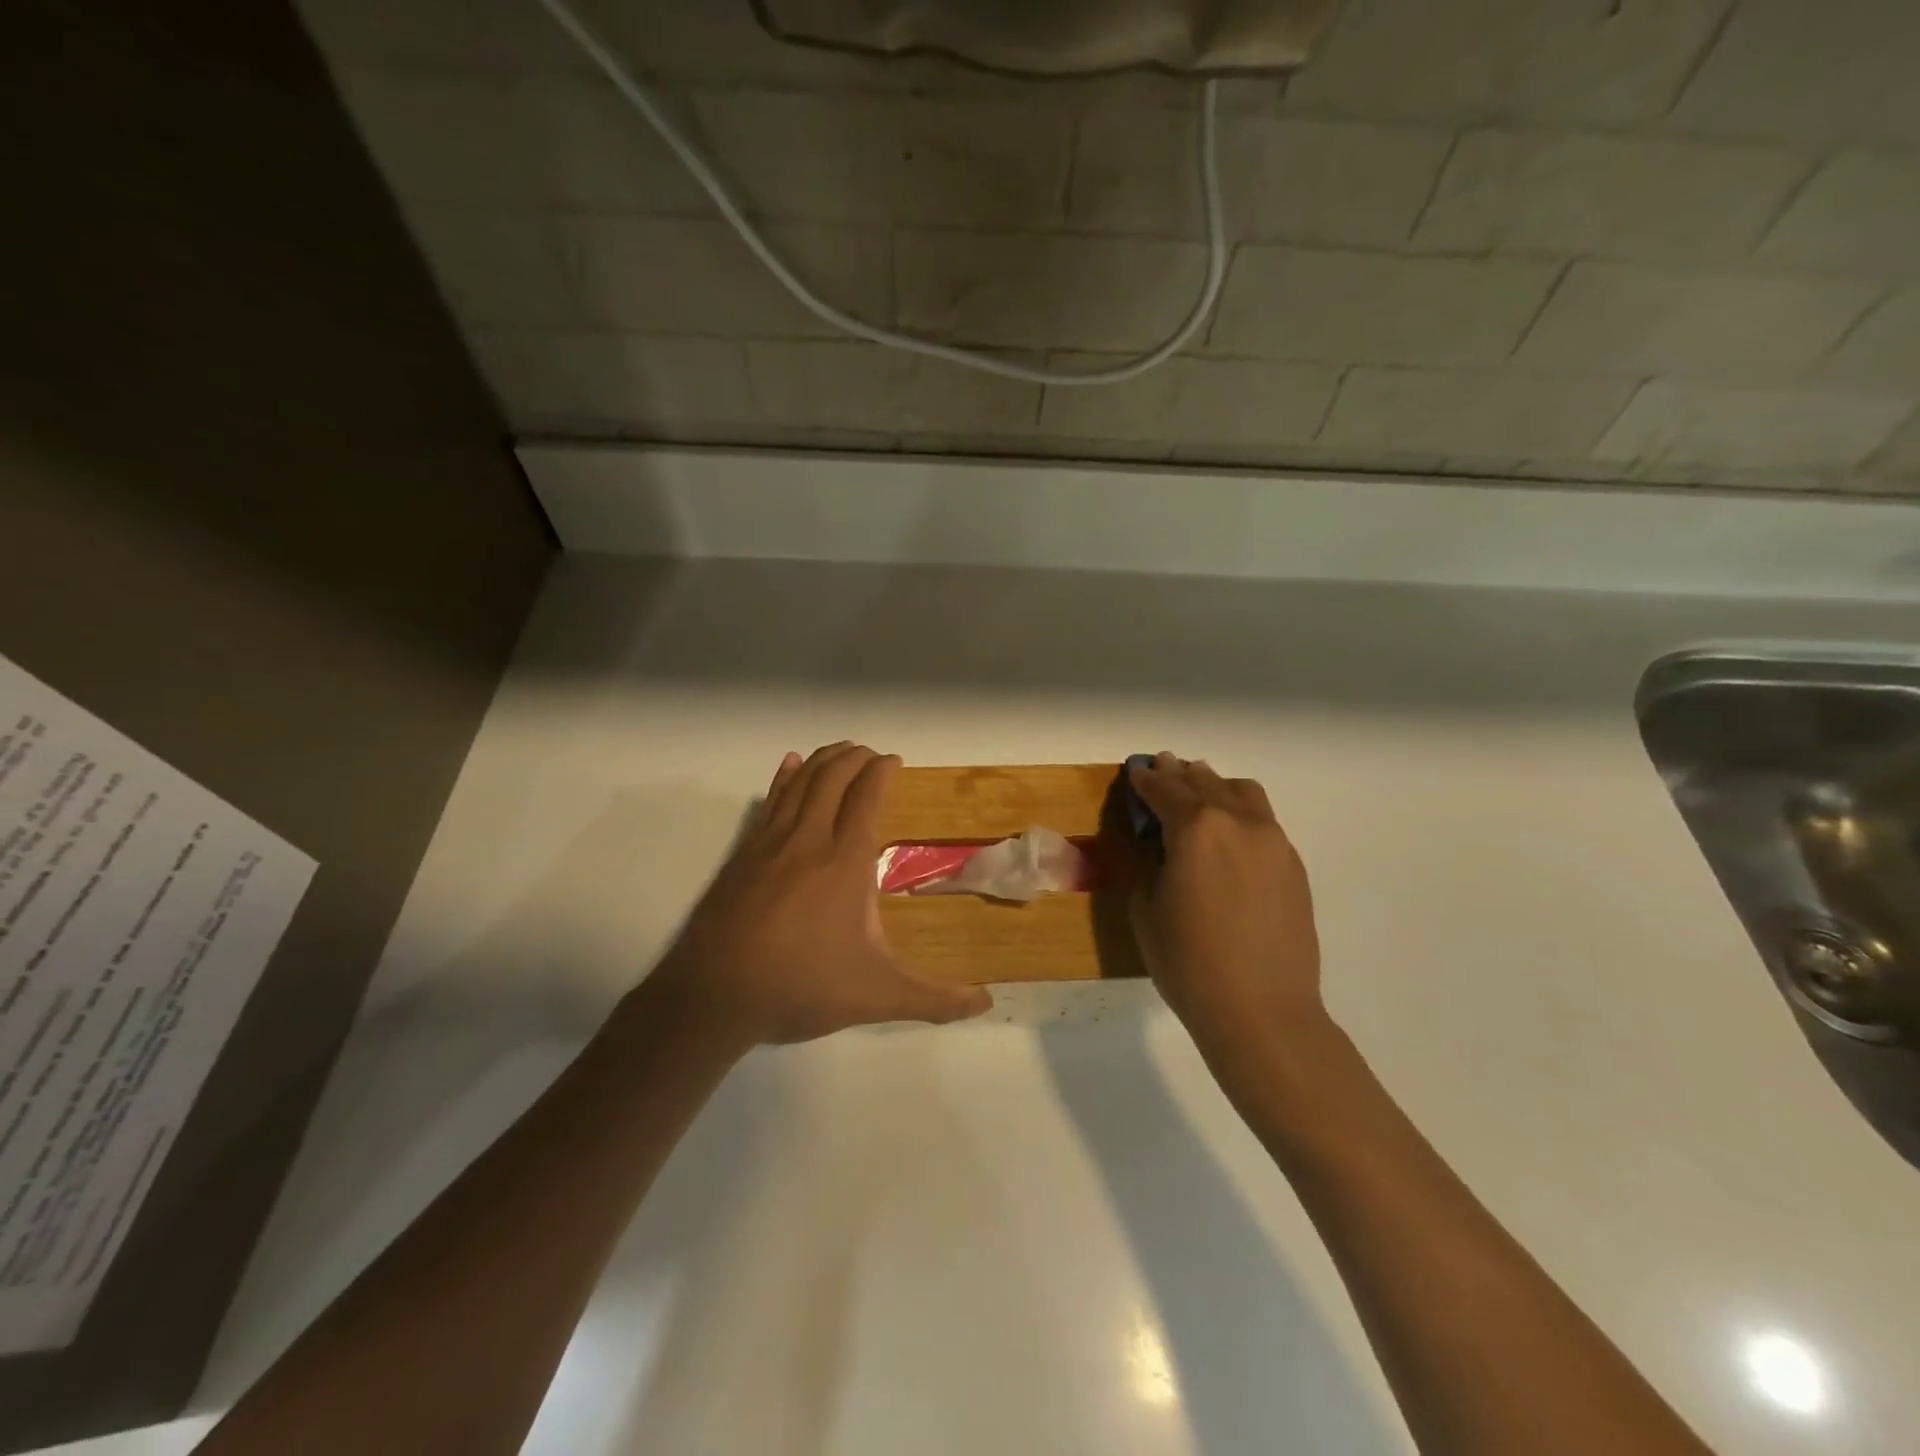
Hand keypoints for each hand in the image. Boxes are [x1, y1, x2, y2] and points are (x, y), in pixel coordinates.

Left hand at [647, 743, 990, 1045]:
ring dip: (823, 760)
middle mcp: (808, 840)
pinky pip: (769, 801)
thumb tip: (986, 1004)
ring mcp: (770, 843)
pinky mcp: (743, 854)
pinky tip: (788, 764)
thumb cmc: (802, 986)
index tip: (894, 760)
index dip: (881, 771)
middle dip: (855, 757)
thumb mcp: (877, 997)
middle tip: (871, 754)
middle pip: (833, 778)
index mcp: (845, 862)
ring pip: (800, 782)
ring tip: (840, 750)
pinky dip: (784, 777)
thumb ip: (933, 999)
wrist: (714, 996)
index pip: (866, 797)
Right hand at [1128, 754, 1326, 1057]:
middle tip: (1163, 768)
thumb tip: (1160, 848)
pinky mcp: (1293, 867)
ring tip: (1200, 792)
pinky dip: (1240, 814)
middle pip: (1205, 782)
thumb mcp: (1146, 909)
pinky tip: (1228, 835)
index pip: (1165, 790)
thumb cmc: (1188, 961)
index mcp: (1197, 827)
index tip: (1135, 771)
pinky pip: (1263, 822)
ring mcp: (1273, 842)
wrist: (1261, 1011)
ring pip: (1243, 794)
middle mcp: (1239, 822)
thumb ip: (1150, 865)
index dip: (1146, 779)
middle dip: (1180, 774)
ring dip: (1216, 787)